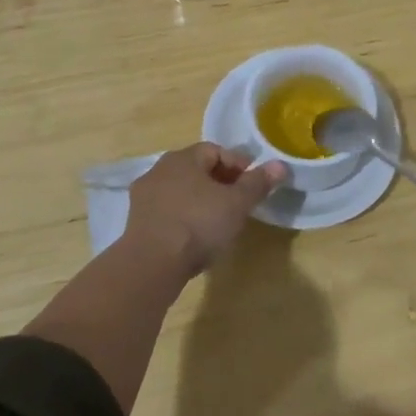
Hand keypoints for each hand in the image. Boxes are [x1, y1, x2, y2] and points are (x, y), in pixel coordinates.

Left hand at [125, 144, 286, 276]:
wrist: (152, 264)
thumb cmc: (199, 224)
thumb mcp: (237, 204)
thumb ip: (258, 183)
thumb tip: (280, 165)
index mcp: (183, 157)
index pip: (216, 150)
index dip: (238, 164)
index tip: (253, 185)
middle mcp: (160, 169)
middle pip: (197, 169)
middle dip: (220, 182)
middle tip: (239, 202)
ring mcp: (144, 195)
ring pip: (180, 190)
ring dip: (200, 200)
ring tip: (218, 221)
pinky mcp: (136, 221)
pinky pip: (167, 210)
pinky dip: (183, 216)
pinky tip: (194, 236)